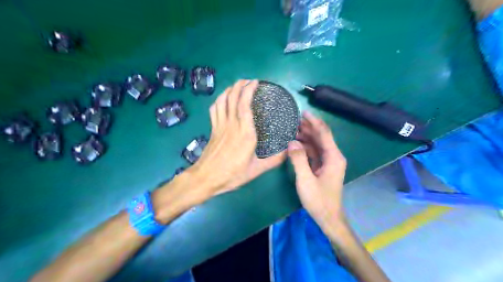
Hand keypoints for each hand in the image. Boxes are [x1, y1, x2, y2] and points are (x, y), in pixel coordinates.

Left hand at [187, 79, 284, 198]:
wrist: (206, 178)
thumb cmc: (232, 174)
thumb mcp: (257, 170)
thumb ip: (274, 160)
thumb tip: (289, 151)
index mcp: (245, 133)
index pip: (245, 104)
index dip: (249, 90)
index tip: (255, 82)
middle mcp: (232, 124)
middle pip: (233, 98)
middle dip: (240, 85)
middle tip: (248, 81)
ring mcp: (220, 125)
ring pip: (222, 101)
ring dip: (229, 89)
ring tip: (237, 85)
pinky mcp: (213, 129)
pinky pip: (214, 109)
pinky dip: (219, 100)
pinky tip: (223, 99)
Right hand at [289, 112, 348, 227]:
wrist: (328, 217)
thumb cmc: (318, 200)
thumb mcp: (305, 180)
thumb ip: (298, 160)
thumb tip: (291, 142)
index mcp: (333, 157)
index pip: (324, 134)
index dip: (314, 122)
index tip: (304, 112)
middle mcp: (333, 156)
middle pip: (321, 137)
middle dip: (309, 127)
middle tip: (294, 119)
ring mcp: (329, 162)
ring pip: (318, 144)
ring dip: (306, 136)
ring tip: (292, 129)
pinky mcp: (323, 167)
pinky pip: (315, 152)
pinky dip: (306, 147)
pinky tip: (296, 144)